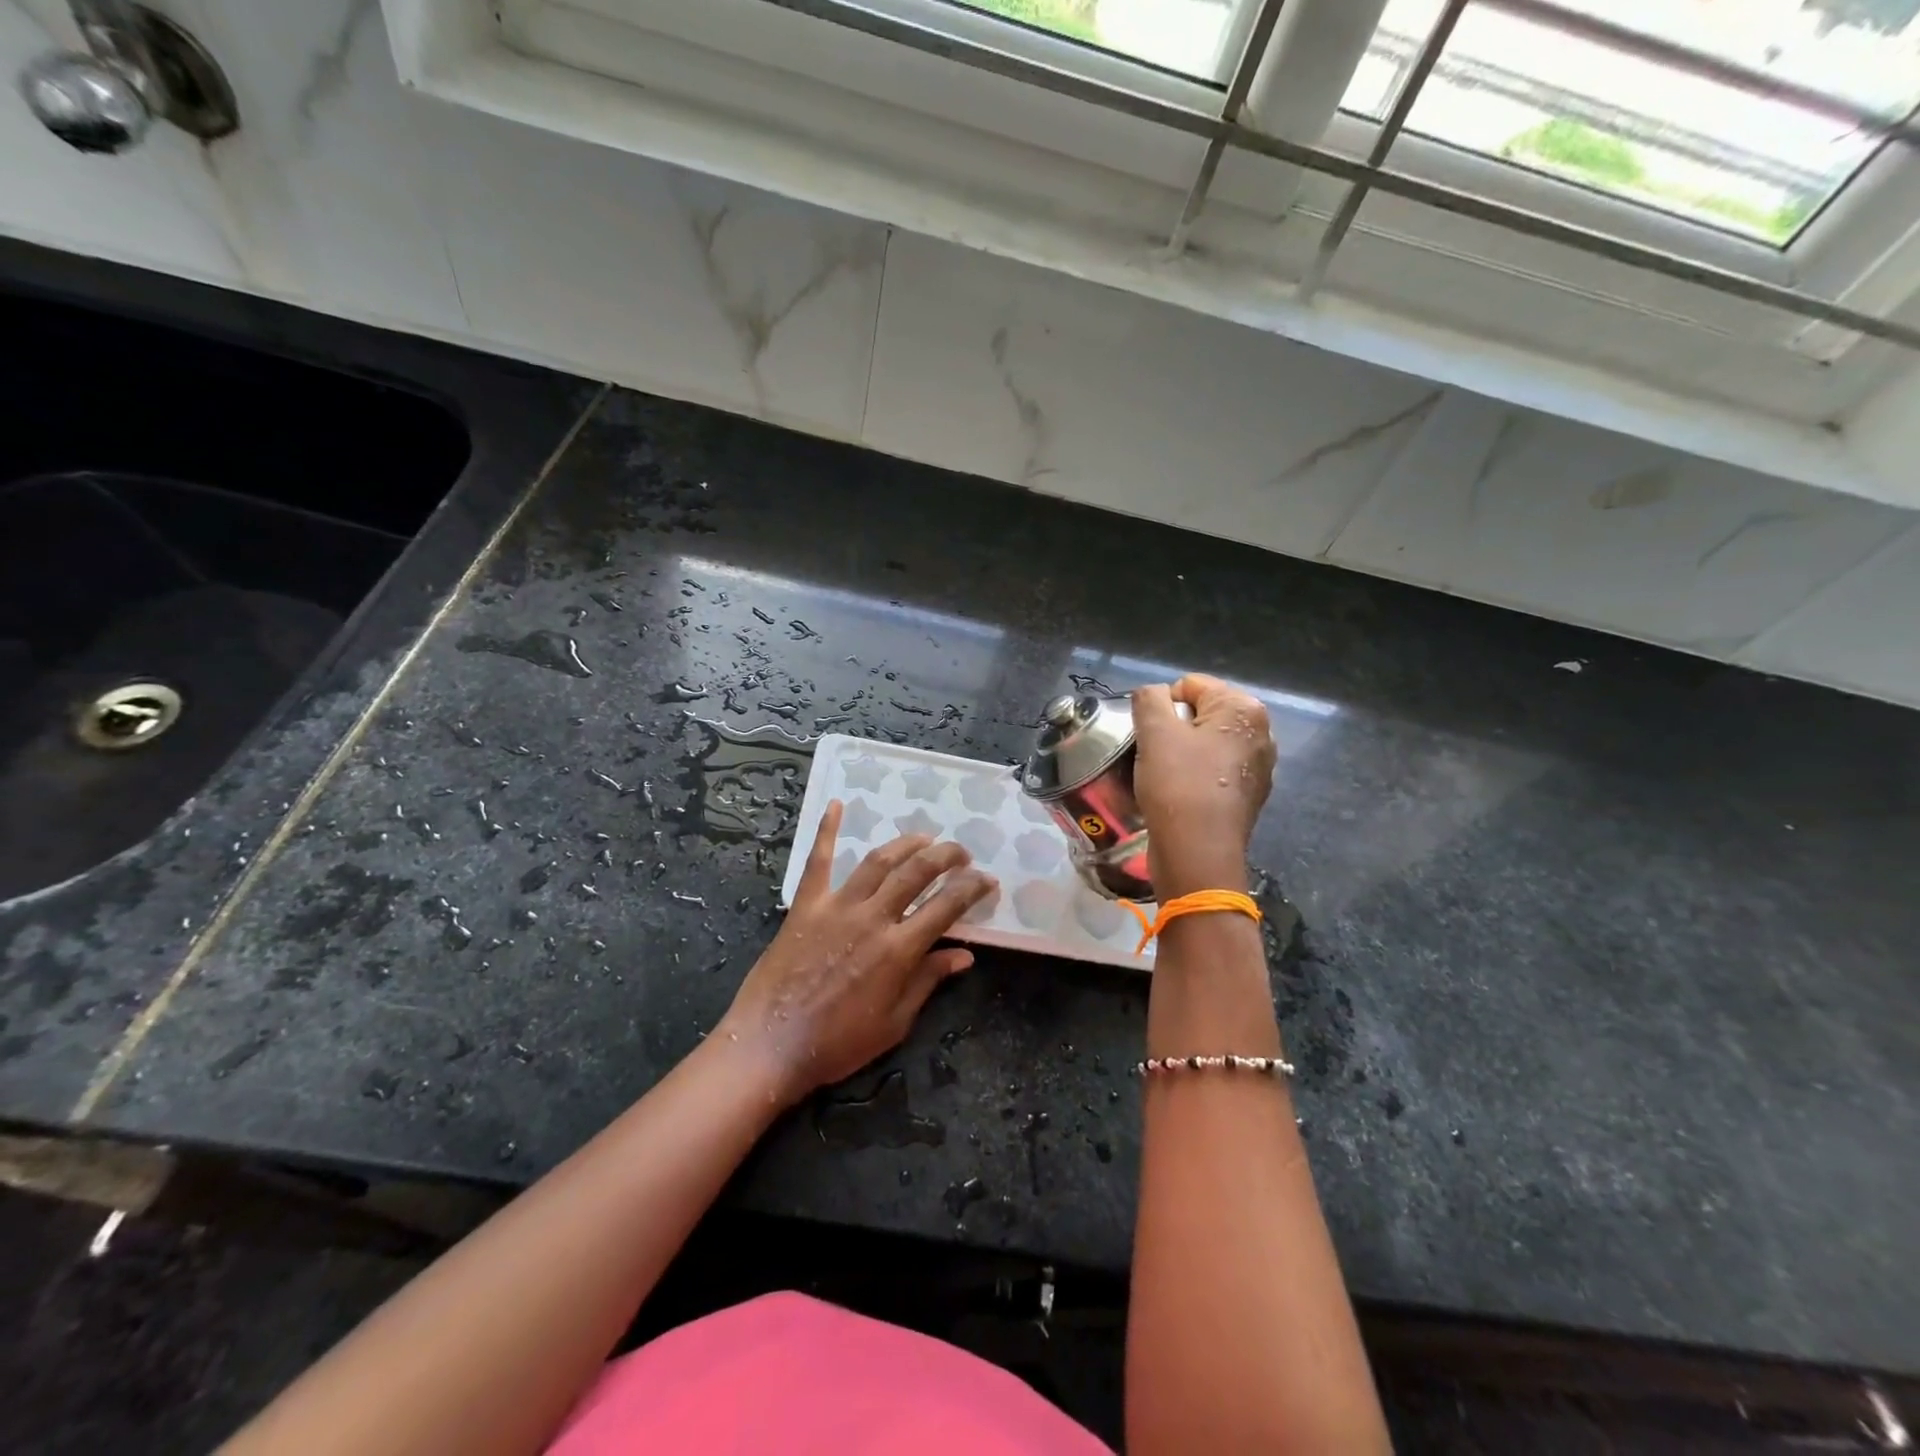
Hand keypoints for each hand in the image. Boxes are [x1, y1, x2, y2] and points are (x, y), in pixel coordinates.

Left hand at [718, 801, 997, 1106]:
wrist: (770, 1045)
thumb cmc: (837, 1043)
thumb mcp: (894, 1023)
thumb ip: (928, 981)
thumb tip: (964, 954)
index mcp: (898, 950)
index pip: (947, 907)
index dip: (972, 889)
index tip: (987, 880)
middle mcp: (872, 918)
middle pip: (917, 872)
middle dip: (946, 856)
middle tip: (961, 853)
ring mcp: (837, 906)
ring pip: (878, 861)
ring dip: (906, 844)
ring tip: (924, 838)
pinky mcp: (806, 905)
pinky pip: (818, 860)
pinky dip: (827, 830)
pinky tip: (836, 804)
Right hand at [1133, 675, 1274, 897]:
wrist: (1198, 853)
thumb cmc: (1178, 785)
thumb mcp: (1154, 732)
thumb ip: (1149, 698)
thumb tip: (1154, 694)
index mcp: (1244, 708)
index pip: (1190, 685)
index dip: (1163, 705)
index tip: (1151, 735)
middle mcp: (1261, 732)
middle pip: (1202, 713)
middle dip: (1174, 729)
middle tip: (1156, 755)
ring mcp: (1260, 766)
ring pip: (1207, 743)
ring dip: (1182, 753)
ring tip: (1166, 777)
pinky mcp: (1250, 795)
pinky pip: (1214, 771)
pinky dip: (1196, 776)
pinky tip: (1181, 795)